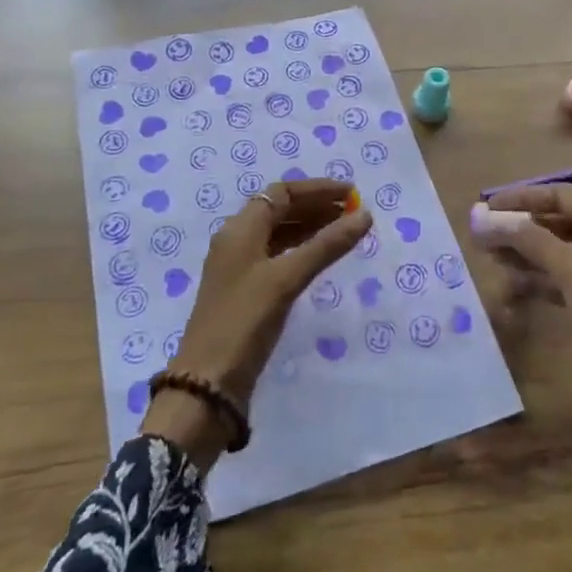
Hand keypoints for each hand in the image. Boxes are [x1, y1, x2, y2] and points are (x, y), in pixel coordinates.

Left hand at [143, 179, 370, 469]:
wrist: (208, 383)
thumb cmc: (244, 320)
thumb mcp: (287, 279)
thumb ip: (326, 245)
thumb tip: (364, 215)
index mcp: (240, 229)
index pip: (281, 193)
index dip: (317, 189)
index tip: (351, 194)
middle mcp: (238, 240)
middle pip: (280, 210)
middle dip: (317, 206)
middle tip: (354, 212)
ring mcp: (240, 267)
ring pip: (279, 233)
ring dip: (311, 227)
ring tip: (345, 231)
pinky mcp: (246, 291)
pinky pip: (278, 256)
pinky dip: (301, 250)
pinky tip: (321, 258)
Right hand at [472, 184, 571, 435]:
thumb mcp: (569, 266)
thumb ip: (527, 239)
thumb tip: (487, 219)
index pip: (559, 194)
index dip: (521, 198)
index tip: (487, 208)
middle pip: (558, 221)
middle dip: (520, 229)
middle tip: (484, 238)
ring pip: (561, 251)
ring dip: (527, 255)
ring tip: (492, 262)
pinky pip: (568, 277)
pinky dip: (542, 279)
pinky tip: (514, 288)